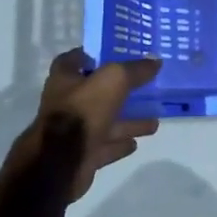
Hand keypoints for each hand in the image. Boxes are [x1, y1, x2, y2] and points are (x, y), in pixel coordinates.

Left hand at [16, 49, 160, 203]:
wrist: (61, 163)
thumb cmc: (82, 111)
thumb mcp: (113, 80)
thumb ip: (134, 70)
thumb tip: (155, 61)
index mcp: (65, 80)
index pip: (73, 60)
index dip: (91, 55)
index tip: (114, 53)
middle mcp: (67, 103)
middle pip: (95, 92)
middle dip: (119, 90)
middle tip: (144, 87)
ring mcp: (74, 131)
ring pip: (105, 121)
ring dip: (127, 121)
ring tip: (154, 120)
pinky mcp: (82, 154)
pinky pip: (106, 145)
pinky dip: (120, 144)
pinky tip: (136, 142)